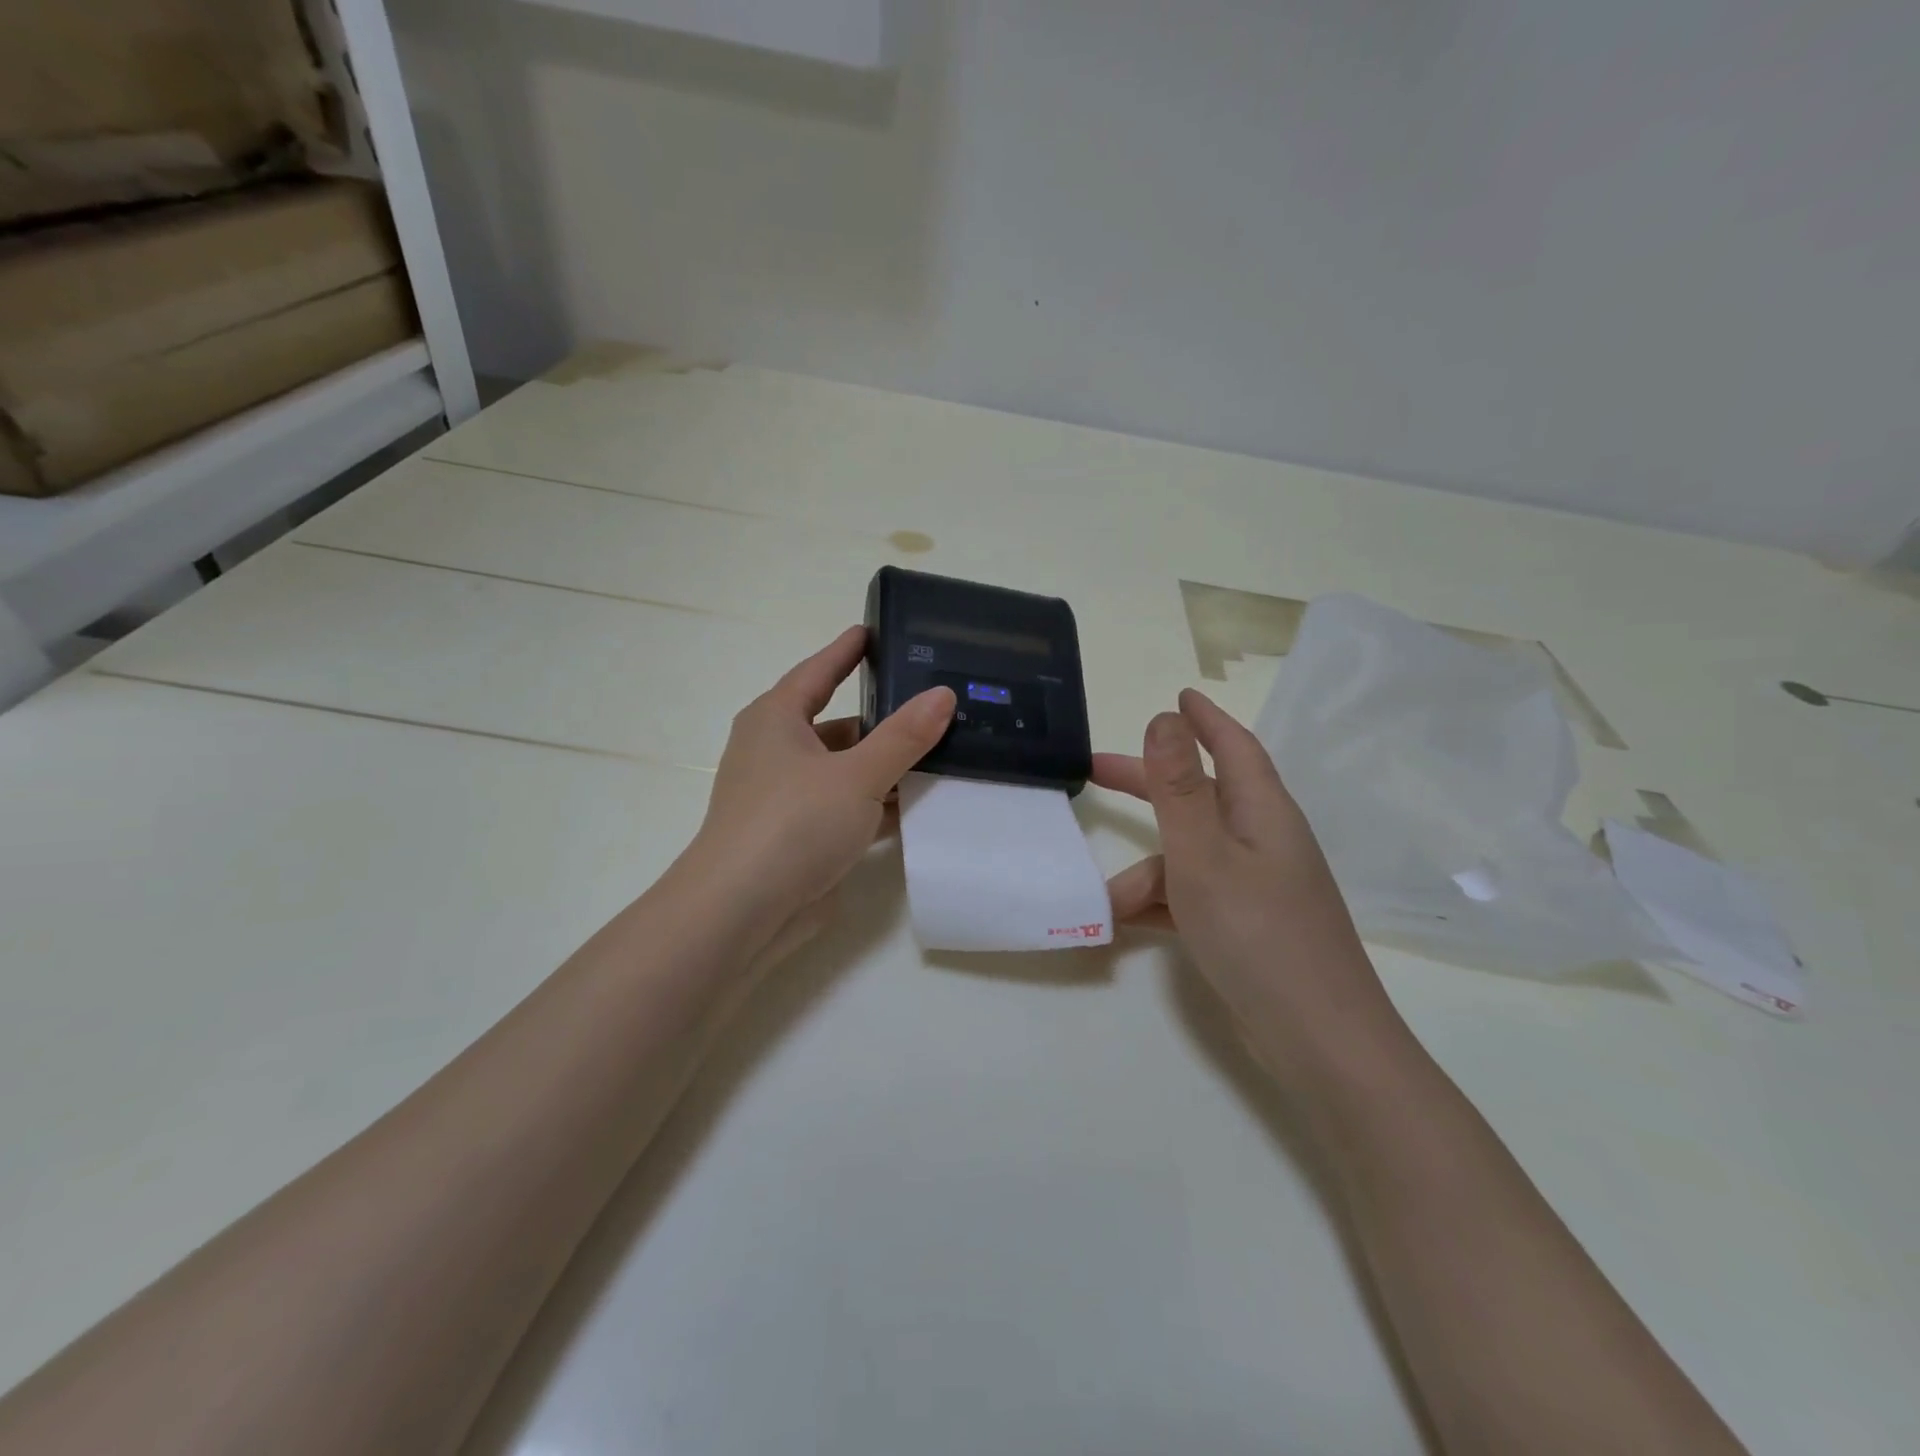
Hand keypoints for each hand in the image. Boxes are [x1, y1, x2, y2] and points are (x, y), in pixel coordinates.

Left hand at [679, 626, 954, 964]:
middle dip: (883, 719)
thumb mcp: (857, 774)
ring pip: (846, 771)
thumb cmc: (792, 824)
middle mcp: (778, 752)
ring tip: (942, 753)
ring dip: (886, 767)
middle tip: (933, 702)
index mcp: (776, 720)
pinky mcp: (801, 837)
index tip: (873, 630)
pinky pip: (848, 809)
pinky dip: (878, 806)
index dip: (846, 650)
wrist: (742, 913)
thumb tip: (943, 694)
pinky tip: (920, 805)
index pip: (818, 672)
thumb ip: (904, 736)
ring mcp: (788, 798)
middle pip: (838, 725)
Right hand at [1093, 689, 1402, 1077]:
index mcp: (1262, 811)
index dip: (1204, 720)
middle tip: (1094, 772)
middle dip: (1147, 786)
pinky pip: (1192, 897)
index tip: (1178, 696)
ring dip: (1146, 873)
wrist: (1318, 1040)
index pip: (1233, 747)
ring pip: (1187, 857)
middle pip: (1198, 796)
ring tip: (1108, 906)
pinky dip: (1161, 904)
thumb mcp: (1204, 854)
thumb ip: (1178, 786)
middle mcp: (1262, 840)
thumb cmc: (1257, 933)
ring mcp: (1256, 885)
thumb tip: (1164, 717)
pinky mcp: (1246, 925)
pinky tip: (1127, 925)